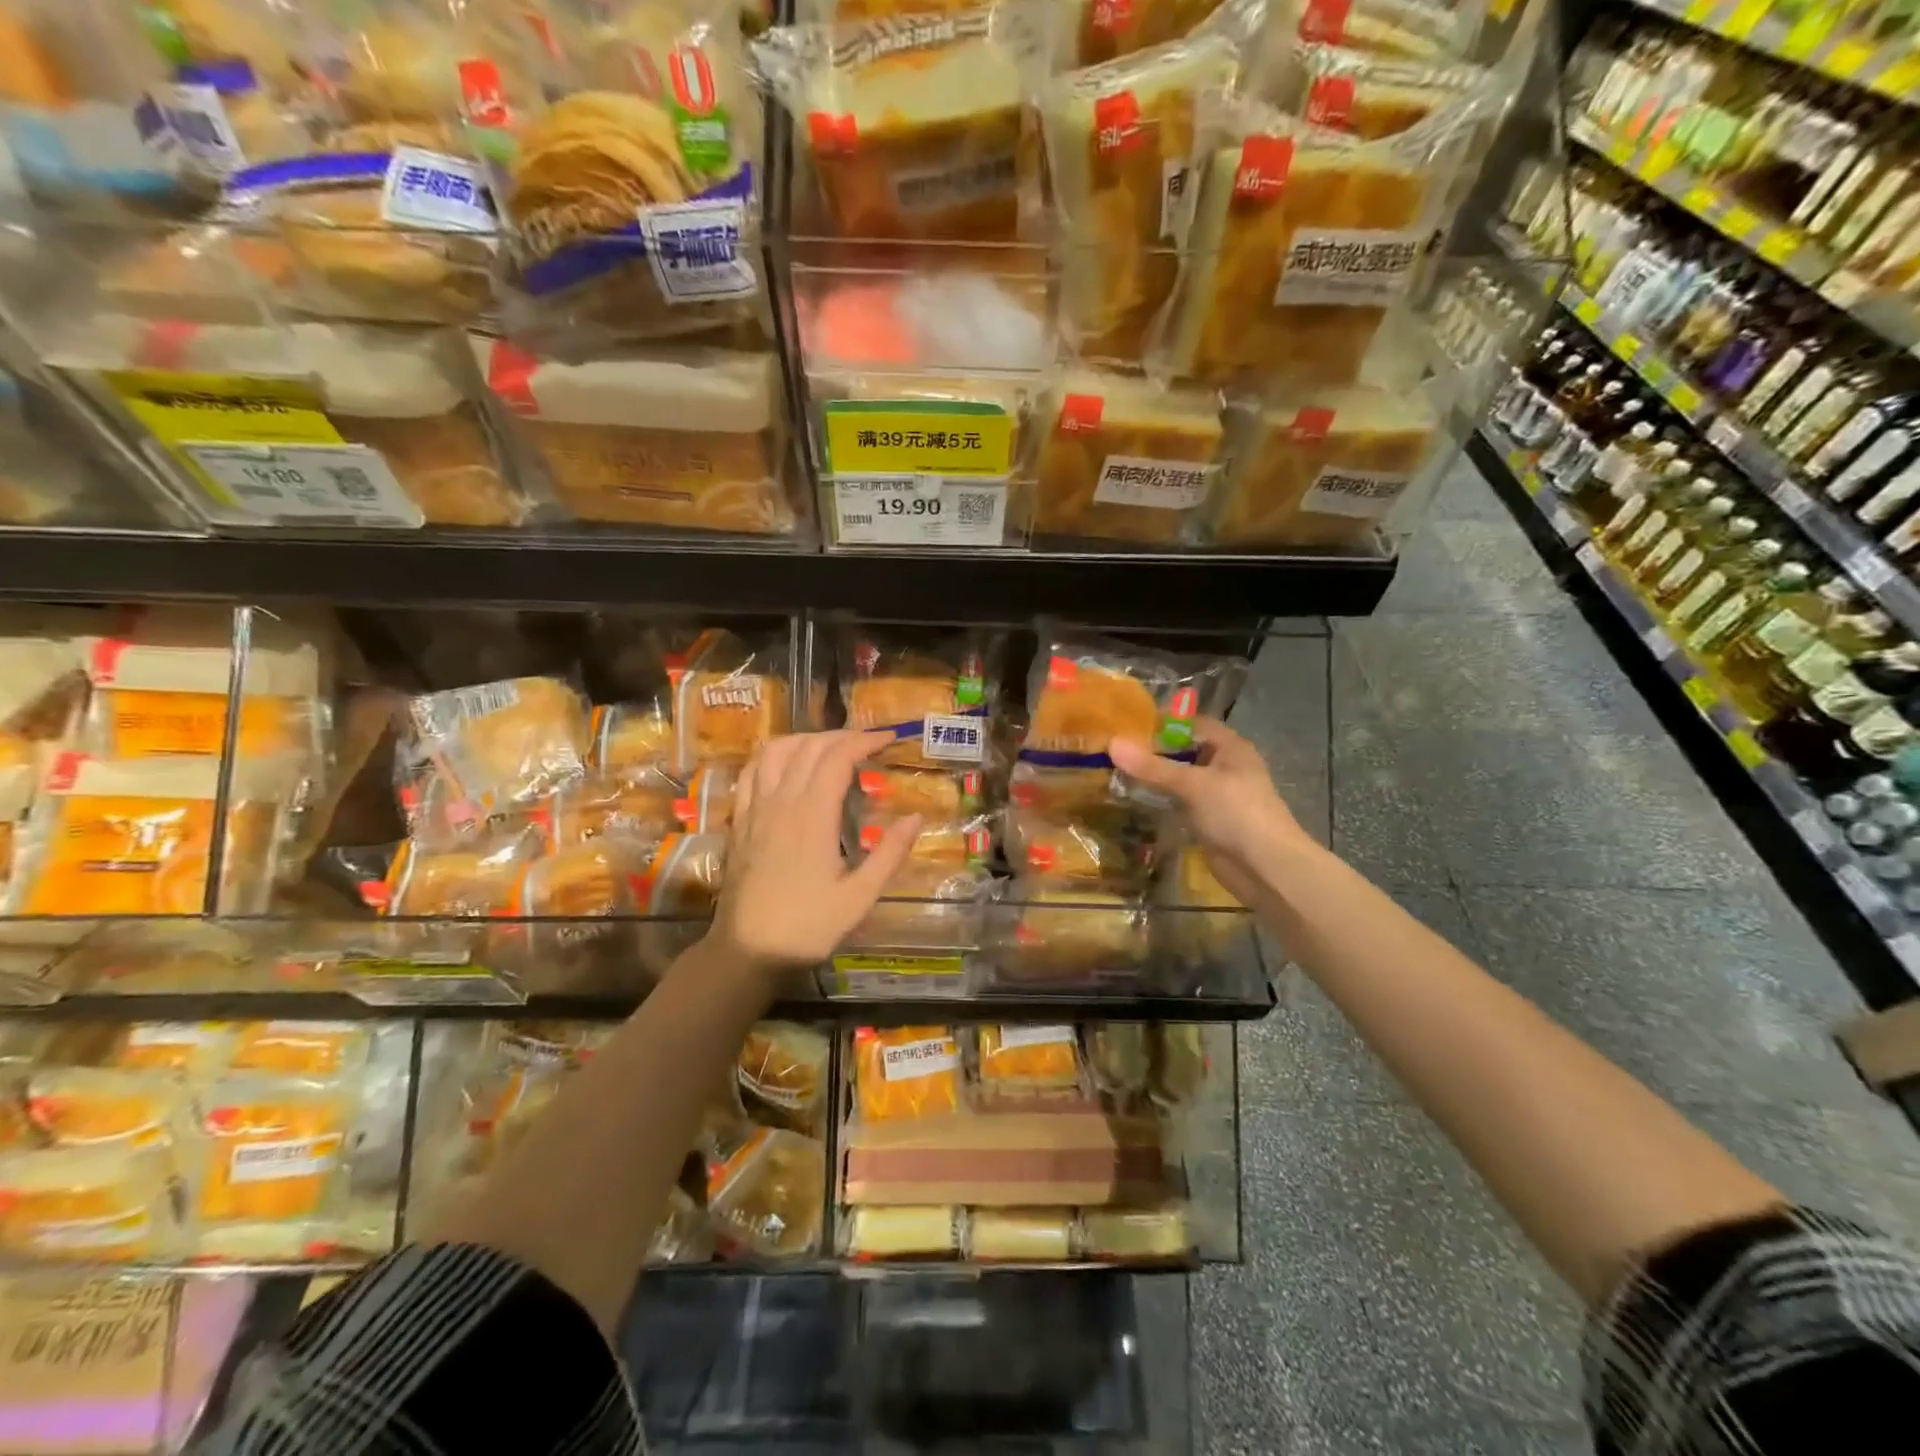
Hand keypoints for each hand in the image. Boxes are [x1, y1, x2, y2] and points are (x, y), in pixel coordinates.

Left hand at [710, 730, 920, 970]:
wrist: (747, 952)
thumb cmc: (807, 927)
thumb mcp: (859, 898)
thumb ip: (890, 854)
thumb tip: (916, 817)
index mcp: (812, 817)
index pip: (837, 758)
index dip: (864, 741)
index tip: (887, 739)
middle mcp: (781, 803)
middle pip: (808, 747)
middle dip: (841, 736)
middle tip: (867, 743)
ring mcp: (755, 810)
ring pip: (776, 751)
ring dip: (806, 739)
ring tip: (829, 747)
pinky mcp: (739, 822)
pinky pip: (751, 772)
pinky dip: (773, 756)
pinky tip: (786, 764)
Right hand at [1108, 717, 1316, 903]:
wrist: (1266, 867)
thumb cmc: (1235, 812)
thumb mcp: (1192, 784)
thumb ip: (1152, 766)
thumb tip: (1112, 743)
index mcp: (1230, 747)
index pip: (1193, 724)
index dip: (1164, 722)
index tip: (1128, 726)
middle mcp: (1225, 766)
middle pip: (1185, 750)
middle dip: (1154, 751)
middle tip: (1116, 750)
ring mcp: (1217, 795)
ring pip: (1181, 778)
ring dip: (1155, 777)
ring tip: (1117, 772)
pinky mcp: (1209, 820)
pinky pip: (1180, 802)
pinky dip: (1161, 799)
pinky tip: (1135, 799)